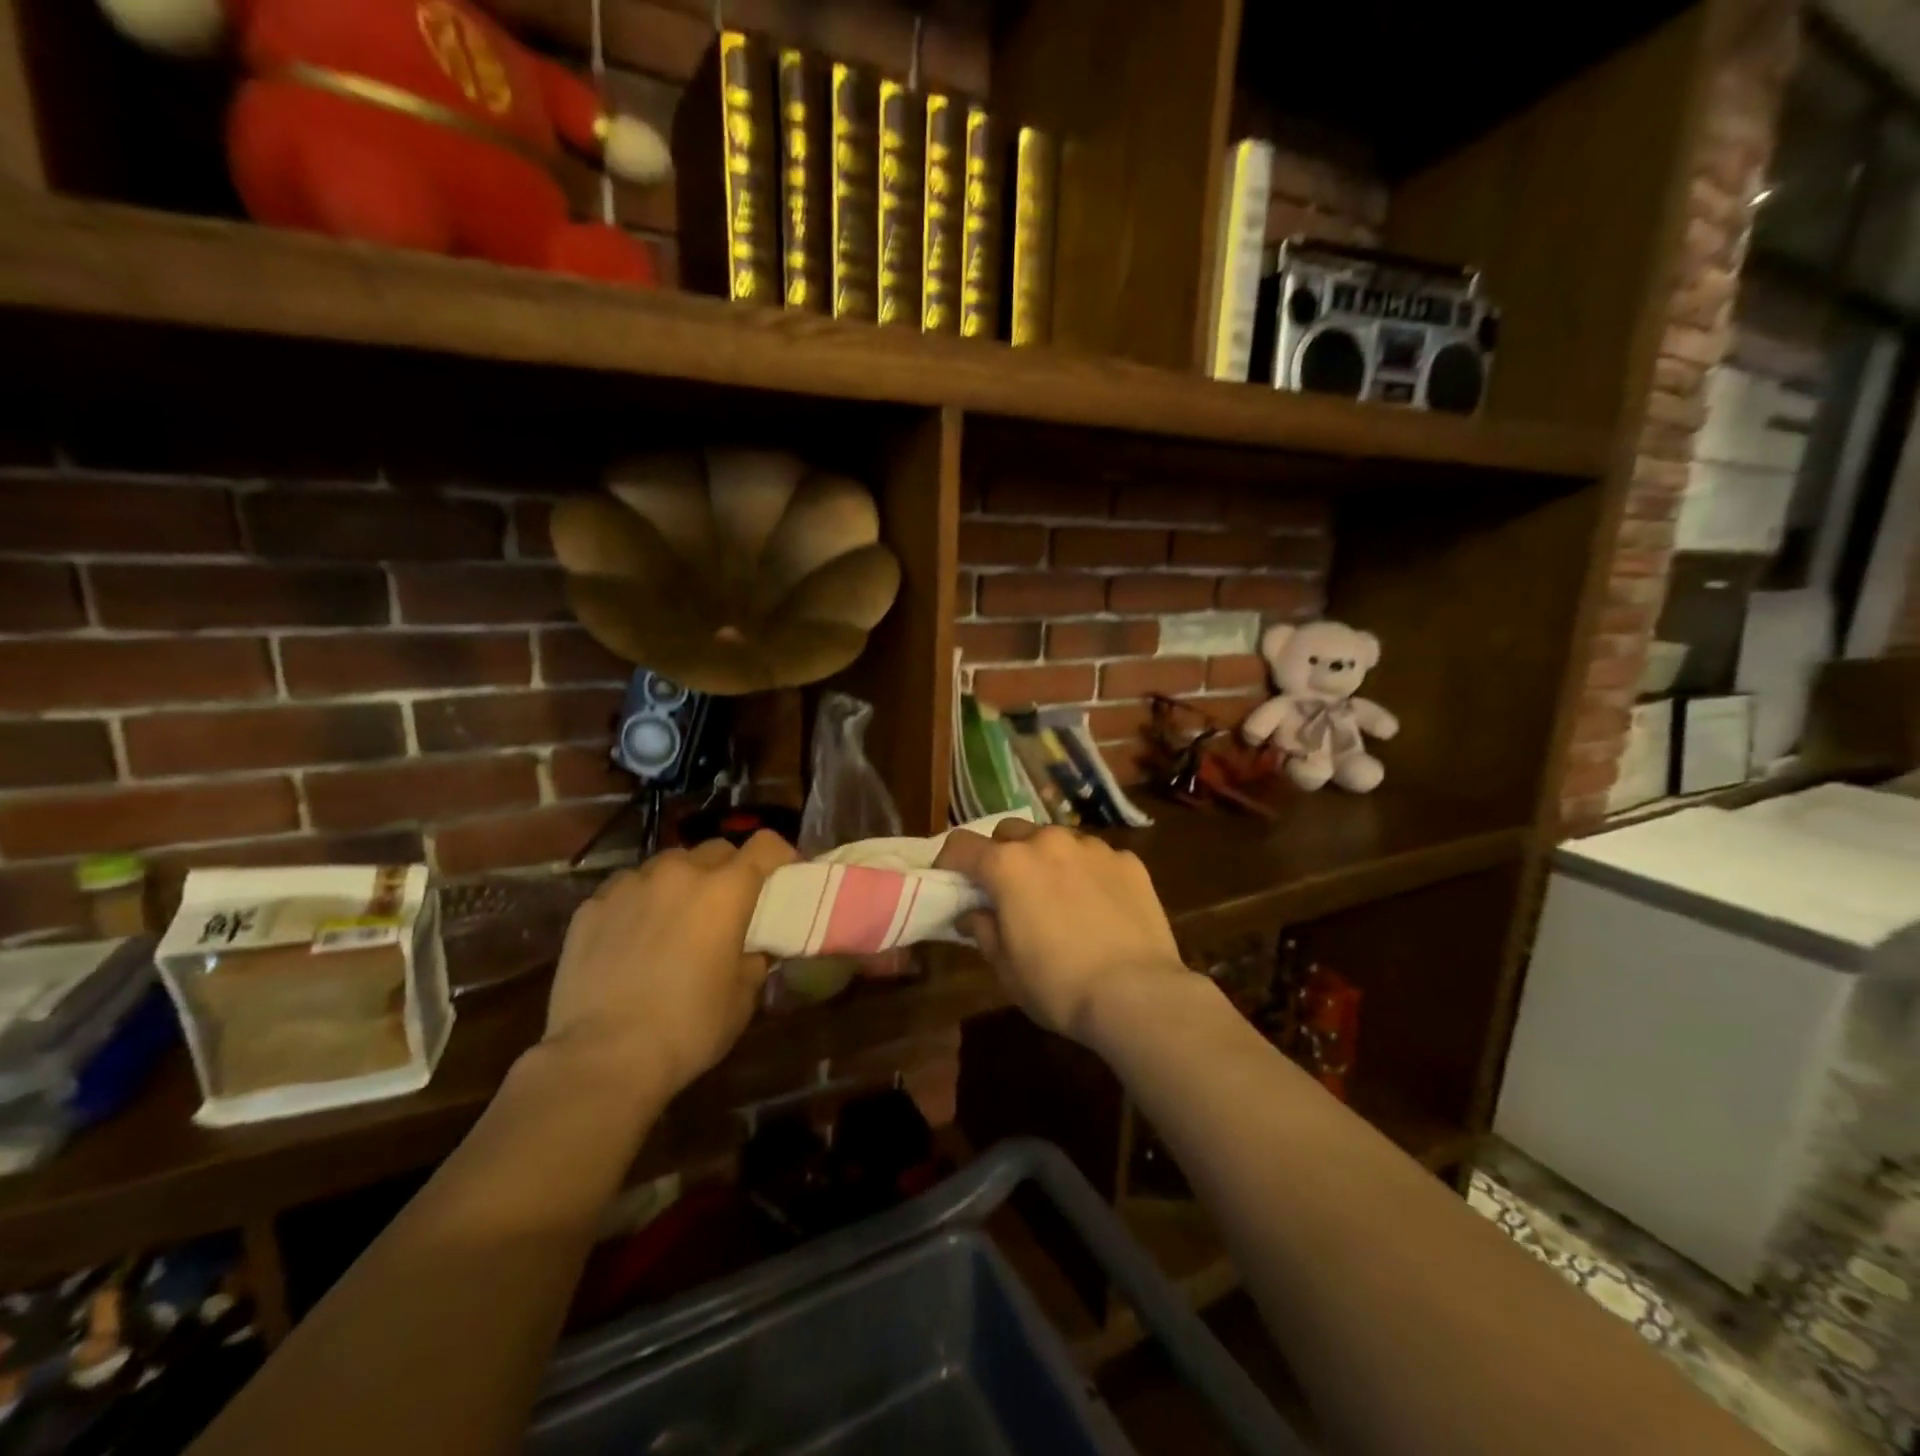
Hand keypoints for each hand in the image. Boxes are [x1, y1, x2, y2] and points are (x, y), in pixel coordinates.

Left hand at [542, 832, 796, 1097]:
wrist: (602, 1057)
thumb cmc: (688, 1027)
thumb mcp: (742, 998)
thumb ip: (754, 960)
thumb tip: (753, 949)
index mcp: (725, 891)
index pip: (764, 846)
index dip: (780, 856)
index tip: (783, 877)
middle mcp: (679, 873)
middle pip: (715, 850)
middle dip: (728, 870)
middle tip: (727, 905)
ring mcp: (630, 885)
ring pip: (666, 865)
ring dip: (680, 883)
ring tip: (675, 918)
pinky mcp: (590, 907)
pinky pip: (626, 889)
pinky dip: (639, 902)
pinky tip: (633, 937)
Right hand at [933, 820, 1185, 1044]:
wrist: (1137, 995)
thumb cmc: (1059, 985)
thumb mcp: (1006, 967)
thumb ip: (983, 929)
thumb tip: (973, 913)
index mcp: (1008, 865)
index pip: (962, 845)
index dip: (949, 861)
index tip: (950, 881)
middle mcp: (1047, 842)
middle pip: (1010, 832)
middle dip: (1000, 853)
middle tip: (1005, 888)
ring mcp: (1091, 847)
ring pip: (1055, 839)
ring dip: (1045, 858)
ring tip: (1056, 895)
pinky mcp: (1127, 860)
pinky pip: (1095, 856)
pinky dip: (1085, 871)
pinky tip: (1097, 905)